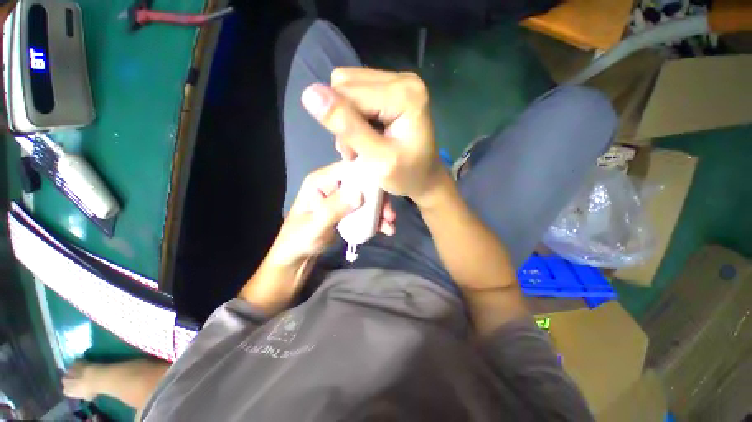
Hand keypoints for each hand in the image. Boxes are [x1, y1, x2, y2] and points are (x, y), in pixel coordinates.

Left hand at [268, 161, 395, 267]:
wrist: (296, 258)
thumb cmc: (298, 240)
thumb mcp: (315, 226)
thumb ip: (334, 209)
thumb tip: (360, 194)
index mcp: (321, 181)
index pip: (348, 168)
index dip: (368, 173)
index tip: (386, 186)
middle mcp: (333, 186)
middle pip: (362, 183)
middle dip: (378, 198)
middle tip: (389, 214)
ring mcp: (341, 199)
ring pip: (366, 197)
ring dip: (380, 209)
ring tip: (390, 224)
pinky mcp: (347, 211)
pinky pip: (365, 210)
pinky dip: (376, 218)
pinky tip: (385, 229)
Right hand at [301, 69, 443, 202]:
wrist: (425, 178)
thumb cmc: (406, 175)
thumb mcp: (378, 160)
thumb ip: (348, 128)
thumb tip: (310, 93)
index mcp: (404, 94)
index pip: (347, 93)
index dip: (341, 123)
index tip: (353, 152)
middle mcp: (403, 78)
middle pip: (346, 85)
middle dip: (343, 120)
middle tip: (358, 149)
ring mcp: (398, 81)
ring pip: (347, 88)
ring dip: (347, 118)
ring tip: (363, 144)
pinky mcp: (392, 89)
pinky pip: (357, 93)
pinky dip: (354, 115)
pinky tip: (366, 133)